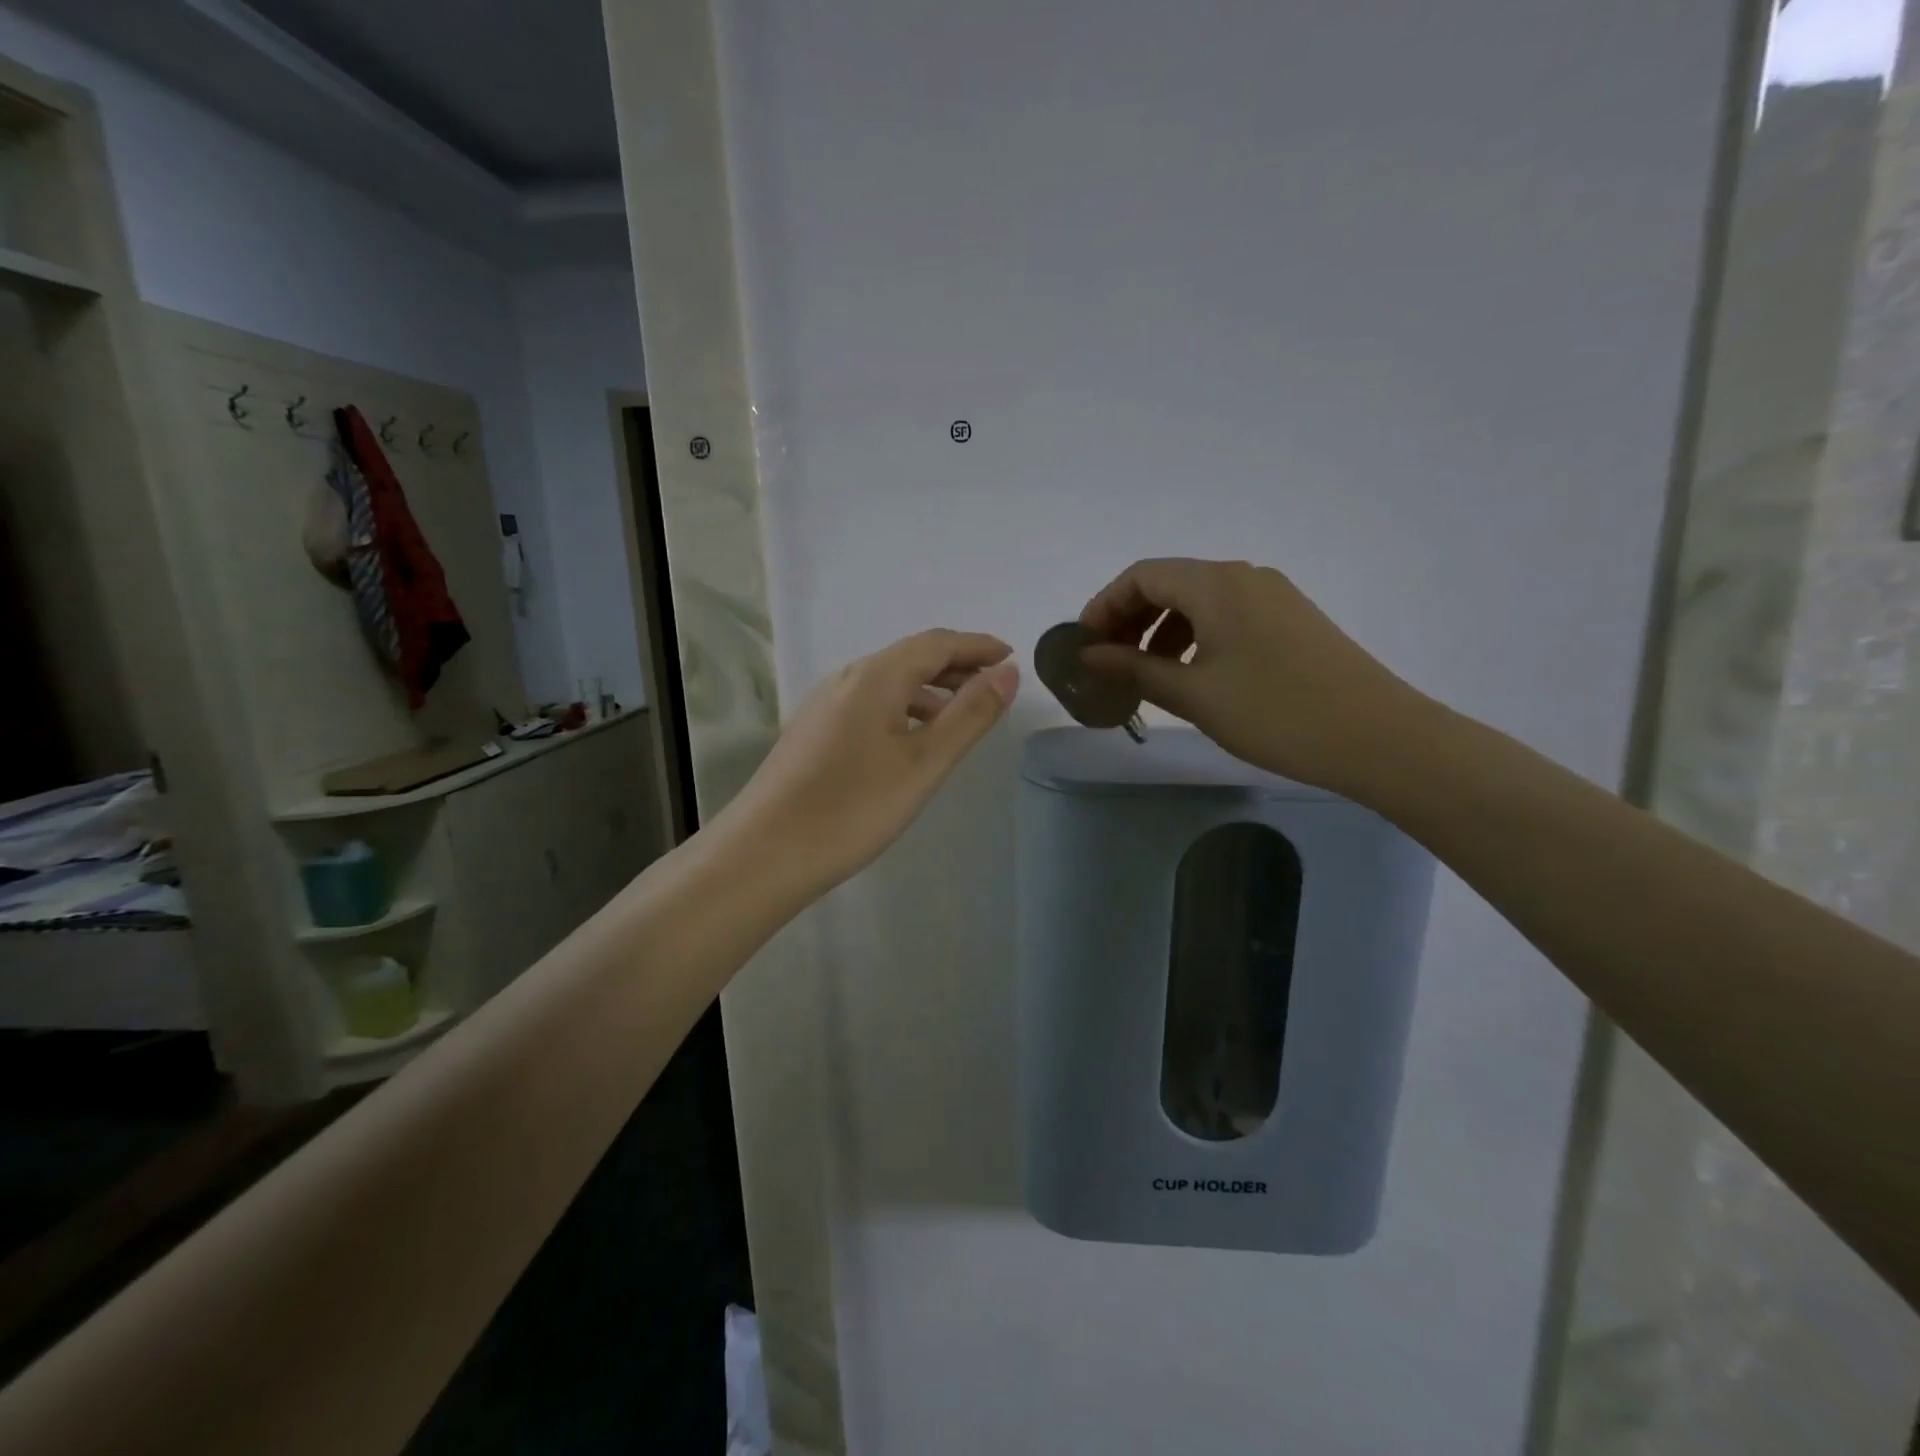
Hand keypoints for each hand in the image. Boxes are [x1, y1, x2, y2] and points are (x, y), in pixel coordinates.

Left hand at [720, 629, 1019, 891]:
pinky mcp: (815, 730)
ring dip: (930, 689)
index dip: (977, 645)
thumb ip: (970, 715)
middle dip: (956, 665)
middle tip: (994, 685)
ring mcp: (826, 704)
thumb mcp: (924, 763)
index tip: (1011, 656)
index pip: (937, 643)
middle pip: (911, 657)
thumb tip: (1008, 672)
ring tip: (962, 715)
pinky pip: (871, 703)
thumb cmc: (854, 807)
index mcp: (876, 676)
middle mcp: (848, 678)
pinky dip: (904, 708)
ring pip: (889, 682)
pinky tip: (913, 740)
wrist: (765, 852)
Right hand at [1078, 558, 1421, 794]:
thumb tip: (1089, 655)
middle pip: (1170, 582)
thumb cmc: (1274, 713)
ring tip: (1147, 672)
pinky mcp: (1292, 619)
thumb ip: (1135, 668)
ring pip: (1200, 599)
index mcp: (1217, 584)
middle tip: (1109, 660)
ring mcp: (1273, 596)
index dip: (1105, 605)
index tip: (1085, 644)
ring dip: (1162, 628)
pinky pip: (1228, 613)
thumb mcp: (1194, 694)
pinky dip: (1196, 634)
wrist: (1377, 736)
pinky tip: (1192, 673)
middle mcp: (1245, 577)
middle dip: (1131, 617)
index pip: (1142, 575)